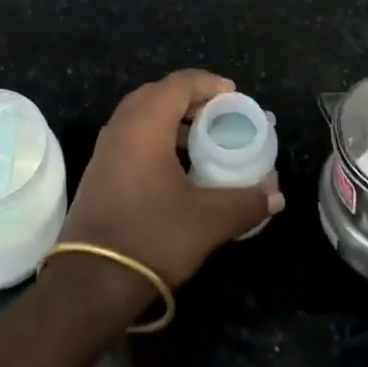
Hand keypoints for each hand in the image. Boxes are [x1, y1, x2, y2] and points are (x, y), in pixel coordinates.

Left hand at [60, 70, 284, 290]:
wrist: (91, 282)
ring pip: (141, 114)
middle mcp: (122, 125)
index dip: (208, 83)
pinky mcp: (99, 170)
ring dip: (171, 117)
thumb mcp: (208, 221)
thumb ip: (245, 202)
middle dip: (190, 97)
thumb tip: (276, 195)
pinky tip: (175, 165)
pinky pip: (131, 134)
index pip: (179, 83)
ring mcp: (106, 147)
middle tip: (218, 113)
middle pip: (158, 93)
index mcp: (146, 123)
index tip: (234, 96)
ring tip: (201, 137)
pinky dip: (155, 135)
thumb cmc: (152, 237)